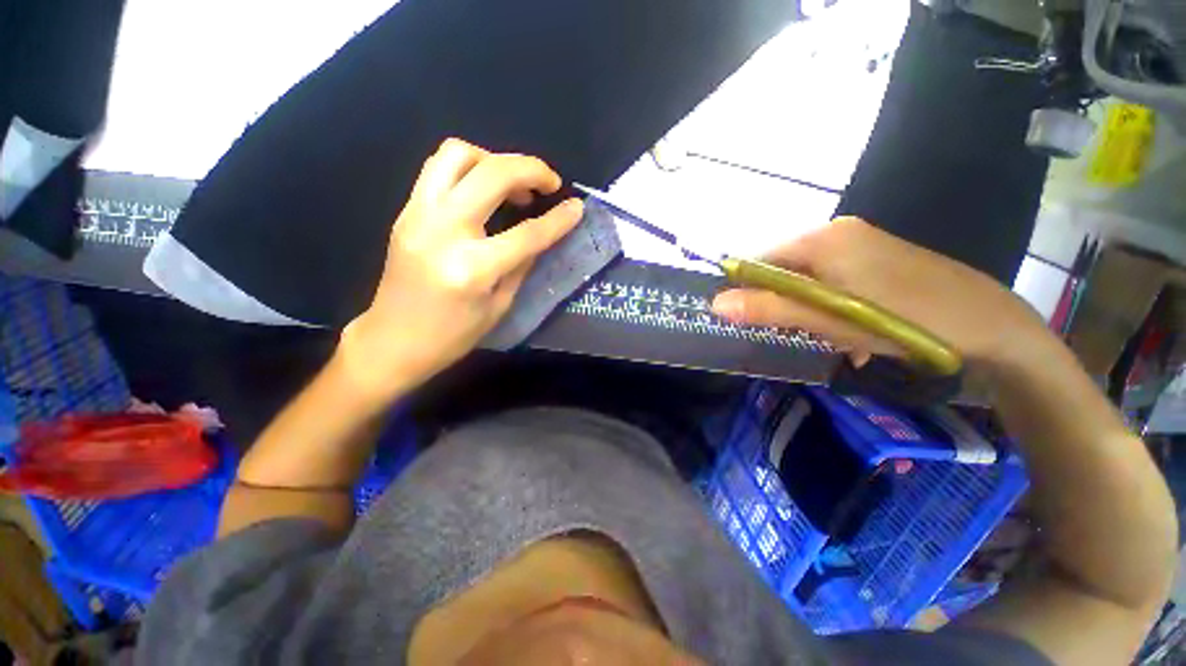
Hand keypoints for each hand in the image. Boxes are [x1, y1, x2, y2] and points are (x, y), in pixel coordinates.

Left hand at [338, 139, 583, 402]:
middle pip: (492, 175)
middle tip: (550, 182)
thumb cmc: (452, 335)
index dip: (558, 219)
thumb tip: (542, 234)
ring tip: (513, 183)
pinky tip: (484, 190)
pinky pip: (438, 169)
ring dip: (494, 159)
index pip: (527, 233)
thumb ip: (522, 265)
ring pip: (457, 154)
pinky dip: (469, 168)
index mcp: (473, 268)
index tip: (577, 206)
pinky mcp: (406, 211)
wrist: (393, 340)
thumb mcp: (499, 307)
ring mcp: (418, 215)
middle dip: (530, 169)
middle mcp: (443, 231)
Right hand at [711, 218, 1049, 368]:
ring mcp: (861, 242)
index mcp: (822, 238)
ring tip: (830, 335)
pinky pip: (832, 278)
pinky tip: (849, 327)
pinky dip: (829, 303)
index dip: (746, 291)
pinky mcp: (877, 257)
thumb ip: (770, 309)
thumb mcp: (831, 321)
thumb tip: (717, 303)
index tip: (750, 322)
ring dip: (807, 307)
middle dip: (782, 303)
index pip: (758, 261)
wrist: (995, 330)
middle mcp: (838, 231)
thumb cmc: (908, 323)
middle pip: (783, 269)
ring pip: (807, 277)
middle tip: (800, 333)